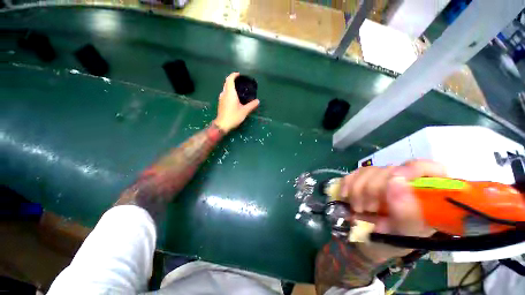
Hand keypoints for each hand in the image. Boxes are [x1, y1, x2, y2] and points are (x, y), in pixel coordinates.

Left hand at [213, 72, 259, 132]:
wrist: (222, 125)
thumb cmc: (233, 116)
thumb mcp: (244, 111)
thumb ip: (251, 105)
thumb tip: (258, 101)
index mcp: (230, 93)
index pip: (230, 79)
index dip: (234, 75)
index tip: (239, 75)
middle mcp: (224, 93)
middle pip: (227, 82)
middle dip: (232, 79)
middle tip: (240, 81)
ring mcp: (221, 98)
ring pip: (225, 88)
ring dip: (230, 86)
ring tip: (238, 89)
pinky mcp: (221, 103)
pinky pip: (225, 93)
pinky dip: (229, 91)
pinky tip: (234, 97)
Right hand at [339, 160, 446, 262]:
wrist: (371, 242)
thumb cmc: (395, 241)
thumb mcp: (406, 234)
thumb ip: (407, 212)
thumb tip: (396, 181)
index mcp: (427, 194)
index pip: (428, 168)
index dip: (412, 170)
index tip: (394, 180)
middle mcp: (406, 181)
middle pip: (390, 169)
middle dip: (374, 189)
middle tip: (369, 209)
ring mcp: (382, 177)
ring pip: (368, 171)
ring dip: (358, 191)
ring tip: (358, 209)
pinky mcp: (363, 178)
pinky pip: (353, 174)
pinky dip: (347, 185)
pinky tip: (346, 197)